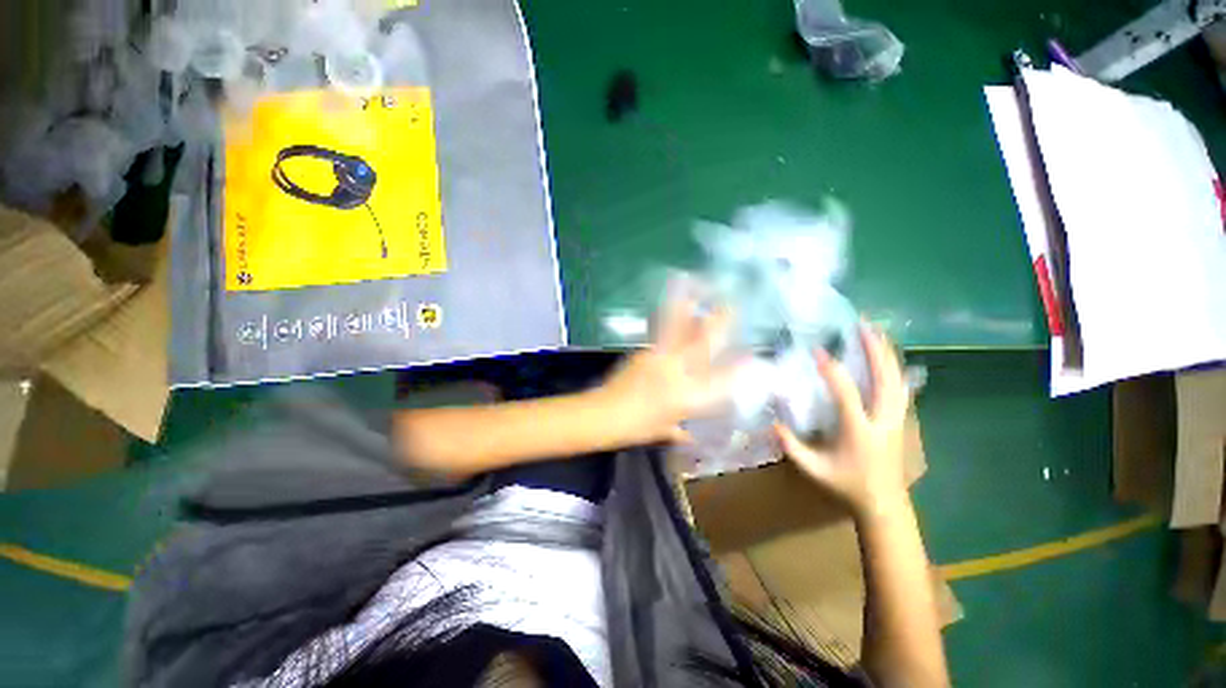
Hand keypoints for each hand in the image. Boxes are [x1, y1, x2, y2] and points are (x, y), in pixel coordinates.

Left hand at [596, 297, 741, 444]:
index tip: (753, 358)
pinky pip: (662, 333)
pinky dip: (669, 320)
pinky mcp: (644, 352)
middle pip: (703, 345)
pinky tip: (673, 309)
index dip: (739, 370)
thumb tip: (689, 434)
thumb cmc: (635, 428)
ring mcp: (660, 359)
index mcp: (687, 398)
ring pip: (678, 331)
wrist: (603, 414)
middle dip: (719, 325)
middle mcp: (677, 374)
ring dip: (688, 310)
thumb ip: (679, 430)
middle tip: (730, 306)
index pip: (720, 382)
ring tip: (695, 291)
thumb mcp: (661, 432)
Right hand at [774, 324, 911, 518]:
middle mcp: (882, 420)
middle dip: (874, 350)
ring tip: (876, 331)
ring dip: (886, 354)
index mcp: (859, 431)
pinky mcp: (901, 420)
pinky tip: (887, 355)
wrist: (884, 503)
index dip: (832, 371)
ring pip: (897, 380)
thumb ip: (790, 445)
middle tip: (861, 325)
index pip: (846, 394)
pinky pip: (900, 387)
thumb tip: (771, 419)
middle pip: (884, 379)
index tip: (818, 351)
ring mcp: (896, 419)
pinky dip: (893, 367)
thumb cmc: (846, 484)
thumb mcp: (812, 469)